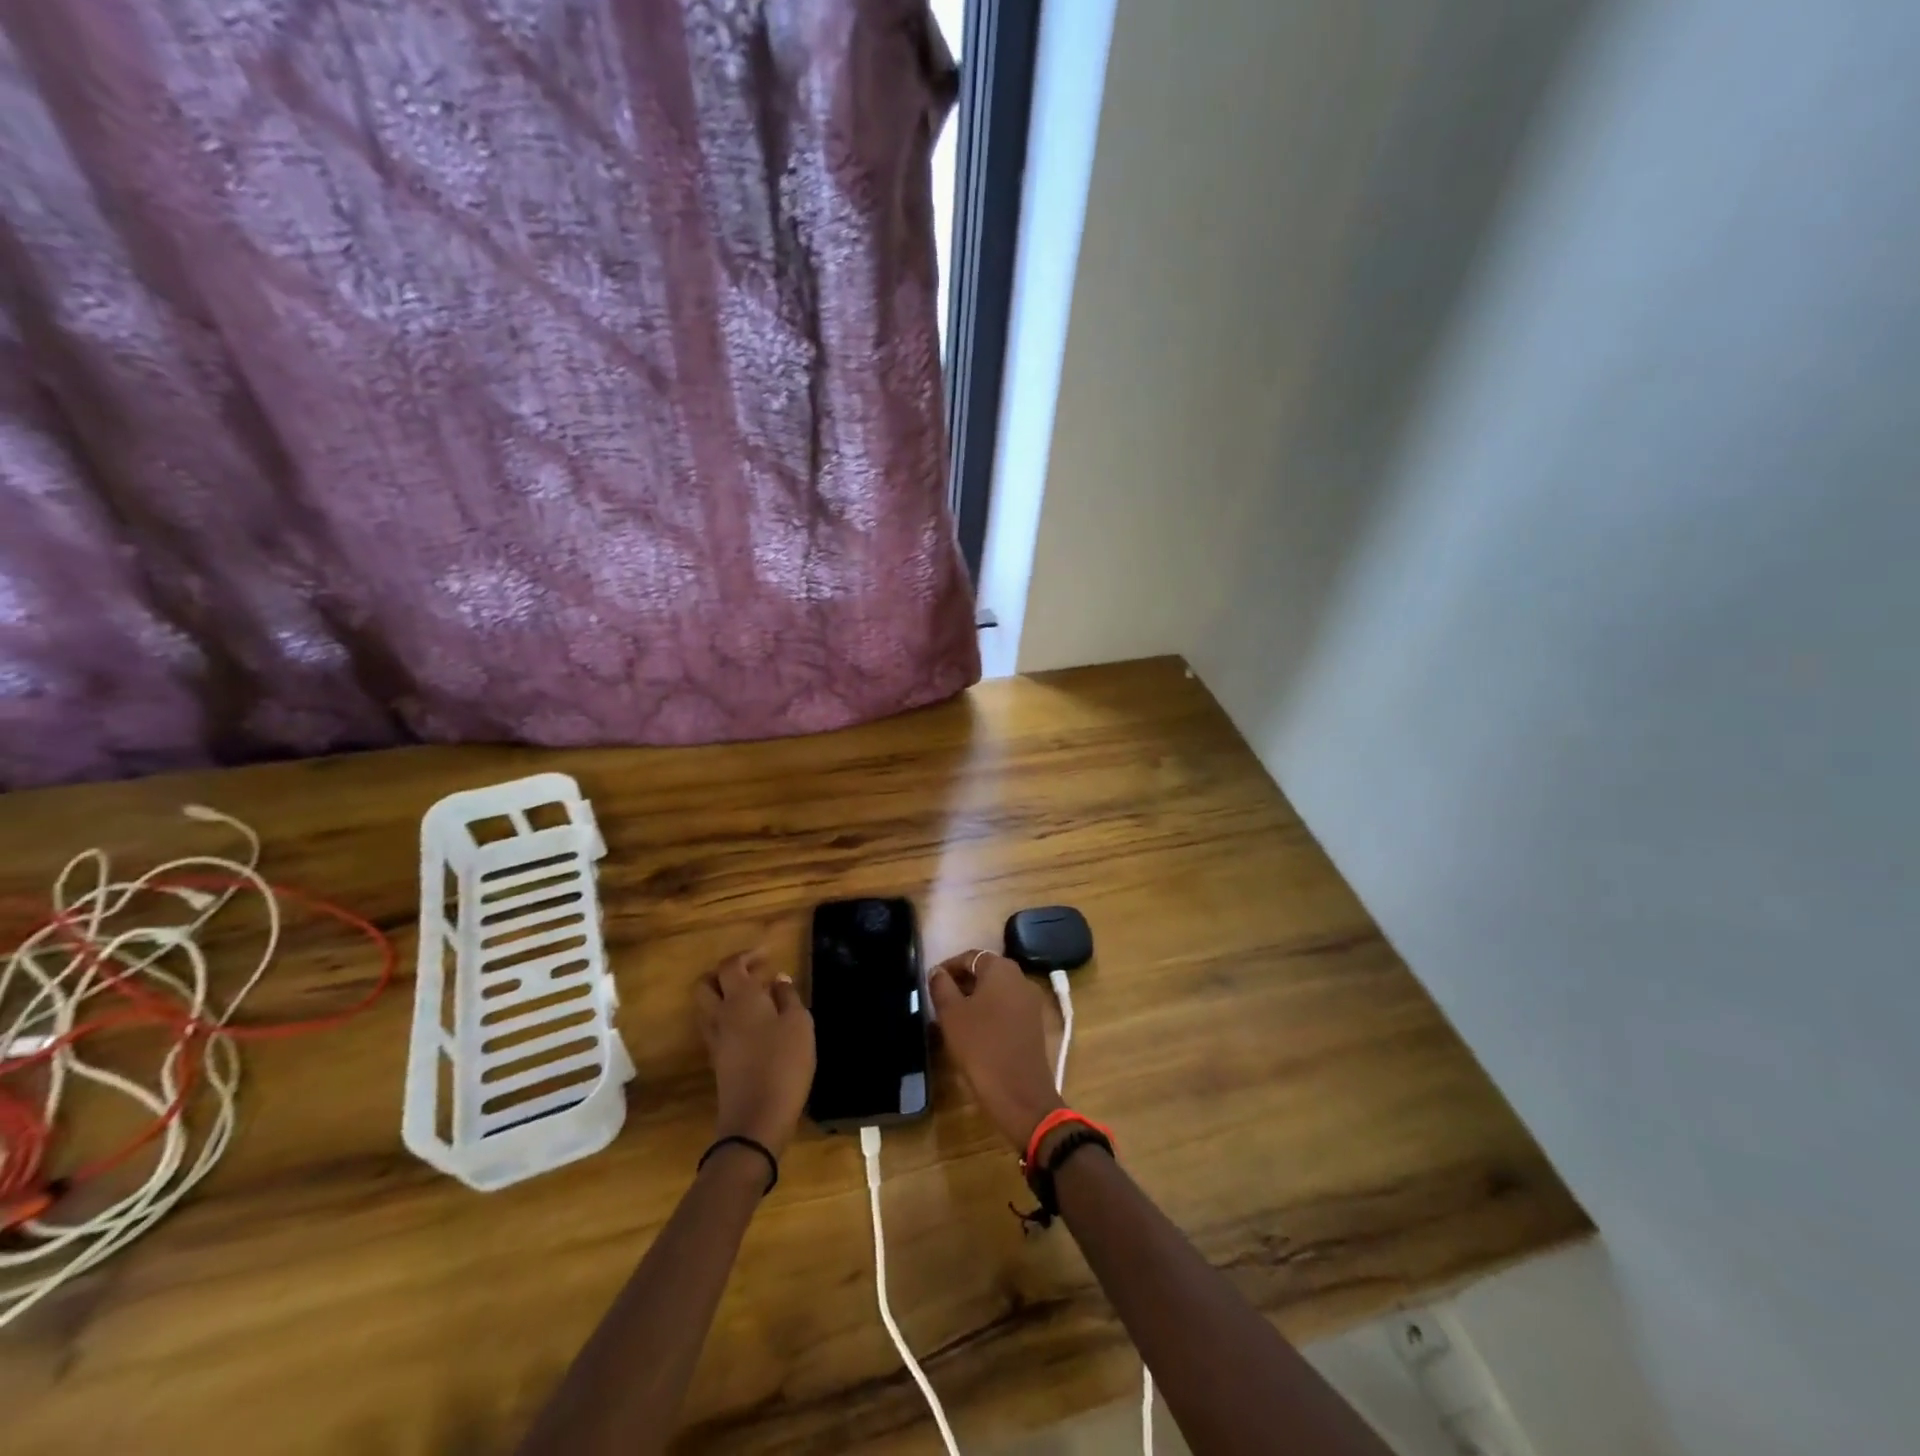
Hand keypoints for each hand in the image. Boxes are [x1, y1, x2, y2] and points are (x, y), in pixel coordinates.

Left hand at [694, 952, 814, 1157]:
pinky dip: (727, 1017)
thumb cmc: (783, 1063)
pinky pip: (714, 1027)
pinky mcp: (717, 1061)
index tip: (768, 955)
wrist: (756, 1119)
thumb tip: (778, 979)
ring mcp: (715, 1040)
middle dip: (725, 973)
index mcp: (740, 998)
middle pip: (706, 984)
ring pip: (707, 1006)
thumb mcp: (799, 1024)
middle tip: (752, 973)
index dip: (747, 955)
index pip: (731, 965)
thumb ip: (788, 997)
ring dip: (724, 995)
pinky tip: (753, 1025)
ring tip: (754, 998)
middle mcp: (720, 1015)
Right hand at [928, 950, 1063, 1152]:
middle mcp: (1021, 978)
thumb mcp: (951, 1014)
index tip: (931, 982)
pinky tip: (975, 1030)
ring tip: (954, 1016)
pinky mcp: (1035, 1024)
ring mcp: (1032, 1002)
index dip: (948, 967)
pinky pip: (1008, 1008)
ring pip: (997, 991)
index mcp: (1001, 969)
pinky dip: (991, 1012)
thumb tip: (937, 971)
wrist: (1019, 1093)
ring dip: (976, 998)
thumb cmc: (980, 1046)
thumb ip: (941, 986)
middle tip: (940, 999)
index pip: (970, 956)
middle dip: (962, 982)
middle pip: (986, 971)